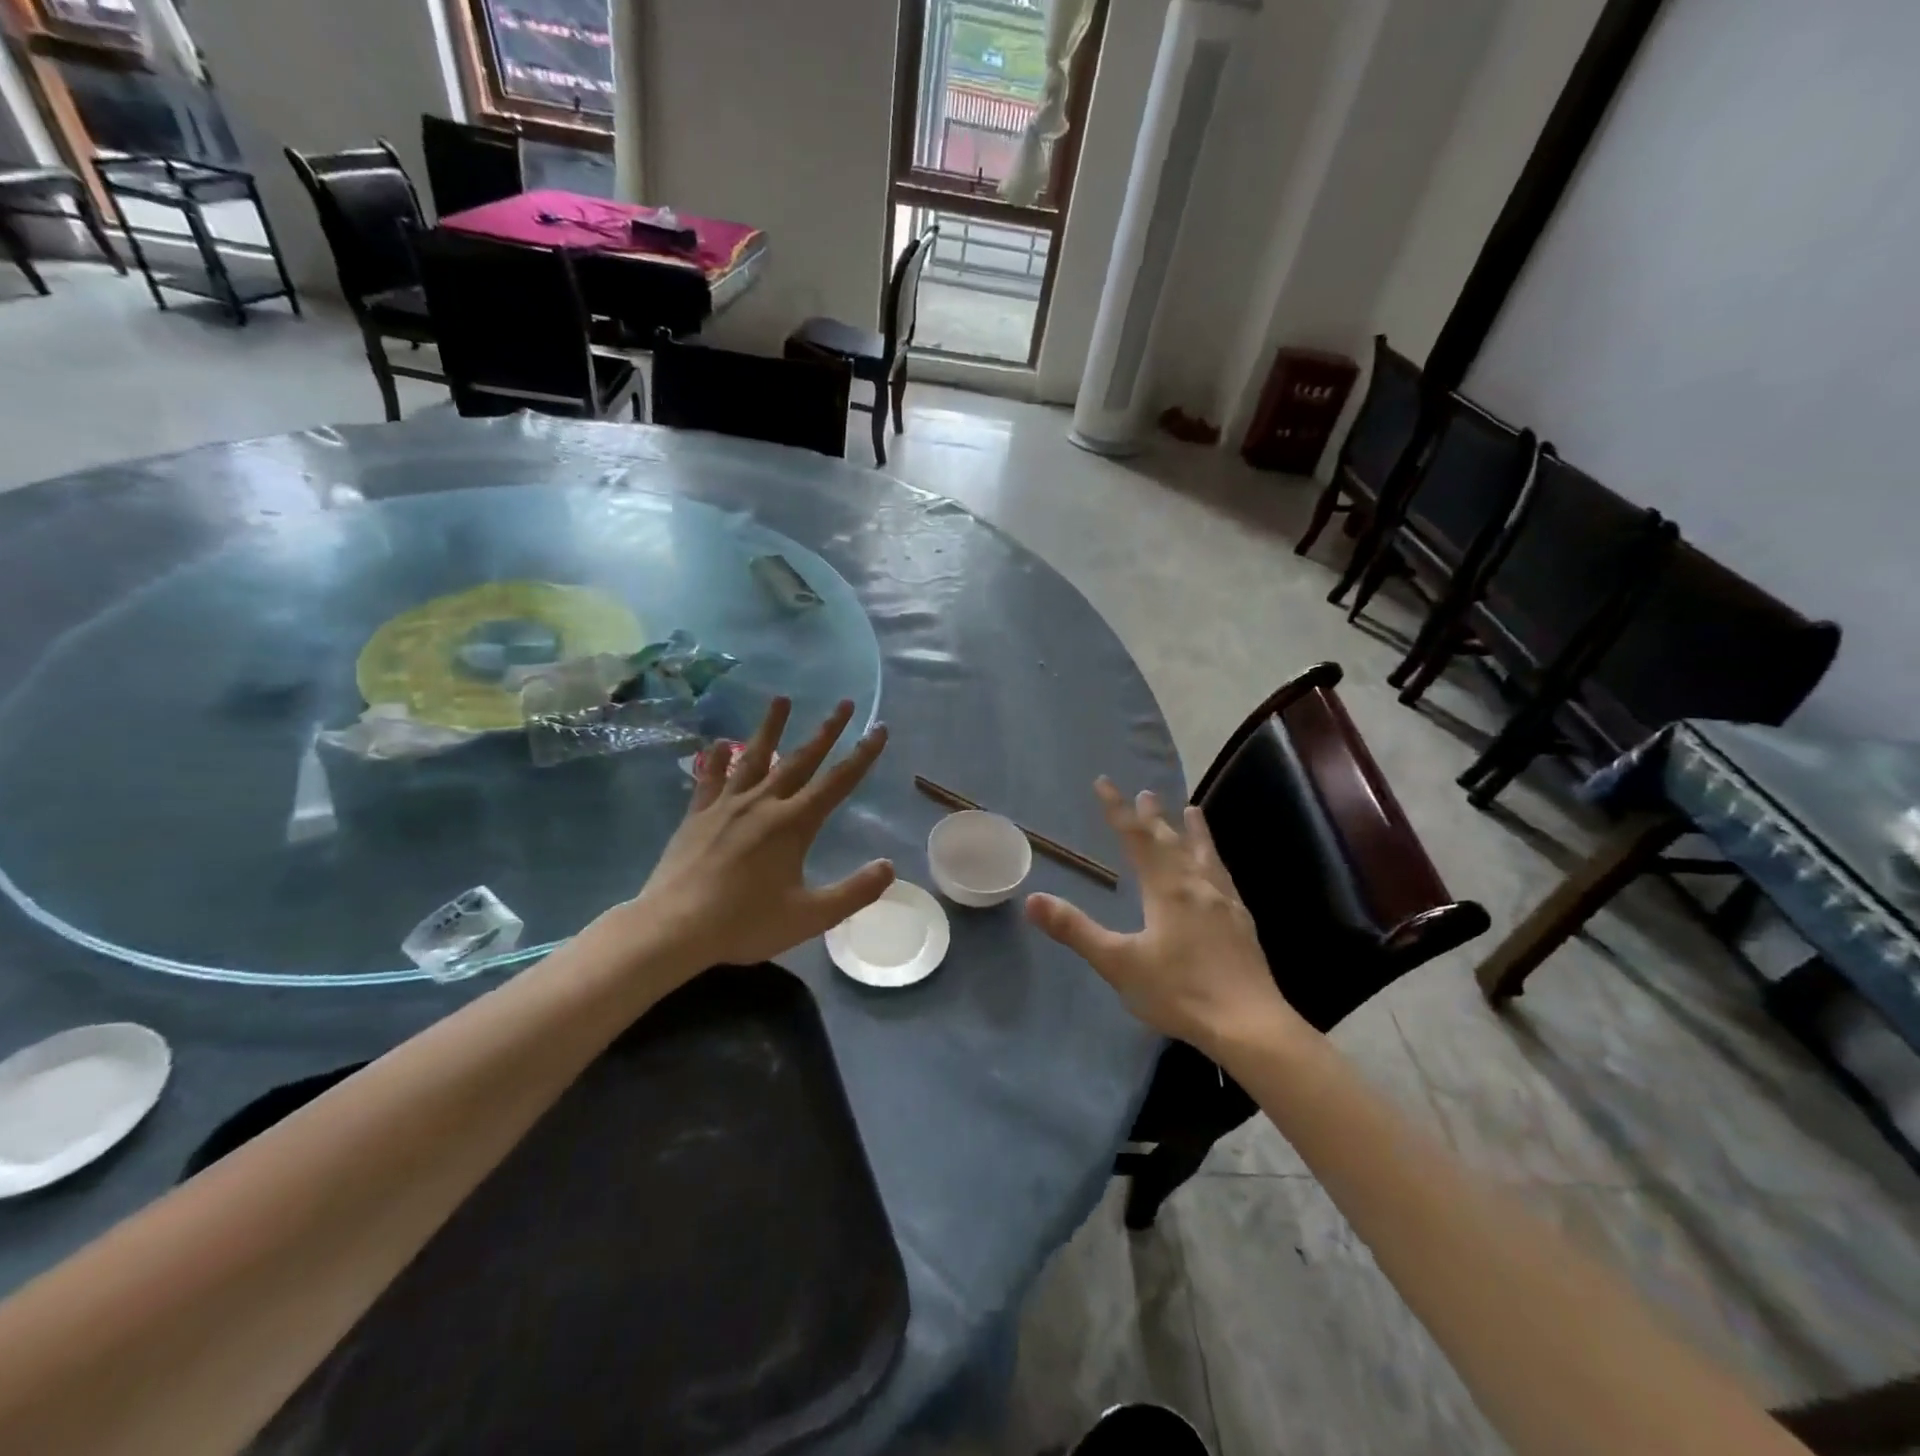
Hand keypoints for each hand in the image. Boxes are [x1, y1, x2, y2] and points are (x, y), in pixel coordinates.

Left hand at [619, 698, 893, 974]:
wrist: (673, 927)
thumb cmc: (744, 922)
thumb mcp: (810, 917)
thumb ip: (854, 892)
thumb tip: (890, 867)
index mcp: (793, 824)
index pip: (838, 782)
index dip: (862, 755)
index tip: (879, 729)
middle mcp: (763, 803)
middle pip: (801, 759)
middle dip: (827, 730)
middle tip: (845, 703)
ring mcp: (727, 805)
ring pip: (755, 757)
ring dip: (771, 727)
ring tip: (782, 698)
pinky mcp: (698, 814)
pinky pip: (711, 778)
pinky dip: (718, 759)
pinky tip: (722, 743)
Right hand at [1025, 780, 1306, 1052]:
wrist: (1250, 1025)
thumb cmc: (1179, 992)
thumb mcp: (1118, 963)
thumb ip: (1076, 930)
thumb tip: (1032, 900)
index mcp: (1166, 888)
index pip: (1135, 837)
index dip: (1117, 809)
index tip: (1103, 782)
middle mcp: (1196, 885)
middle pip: (1171, 840)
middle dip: (1154, 816)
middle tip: (1145, 792)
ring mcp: (1224, 902)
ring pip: (1204, 854)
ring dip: (1194, 830)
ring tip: (1192, 810)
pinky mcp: (1242, 922)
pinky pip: (1224, 876)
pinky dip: (1215, 859)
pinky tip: (1218, 871)